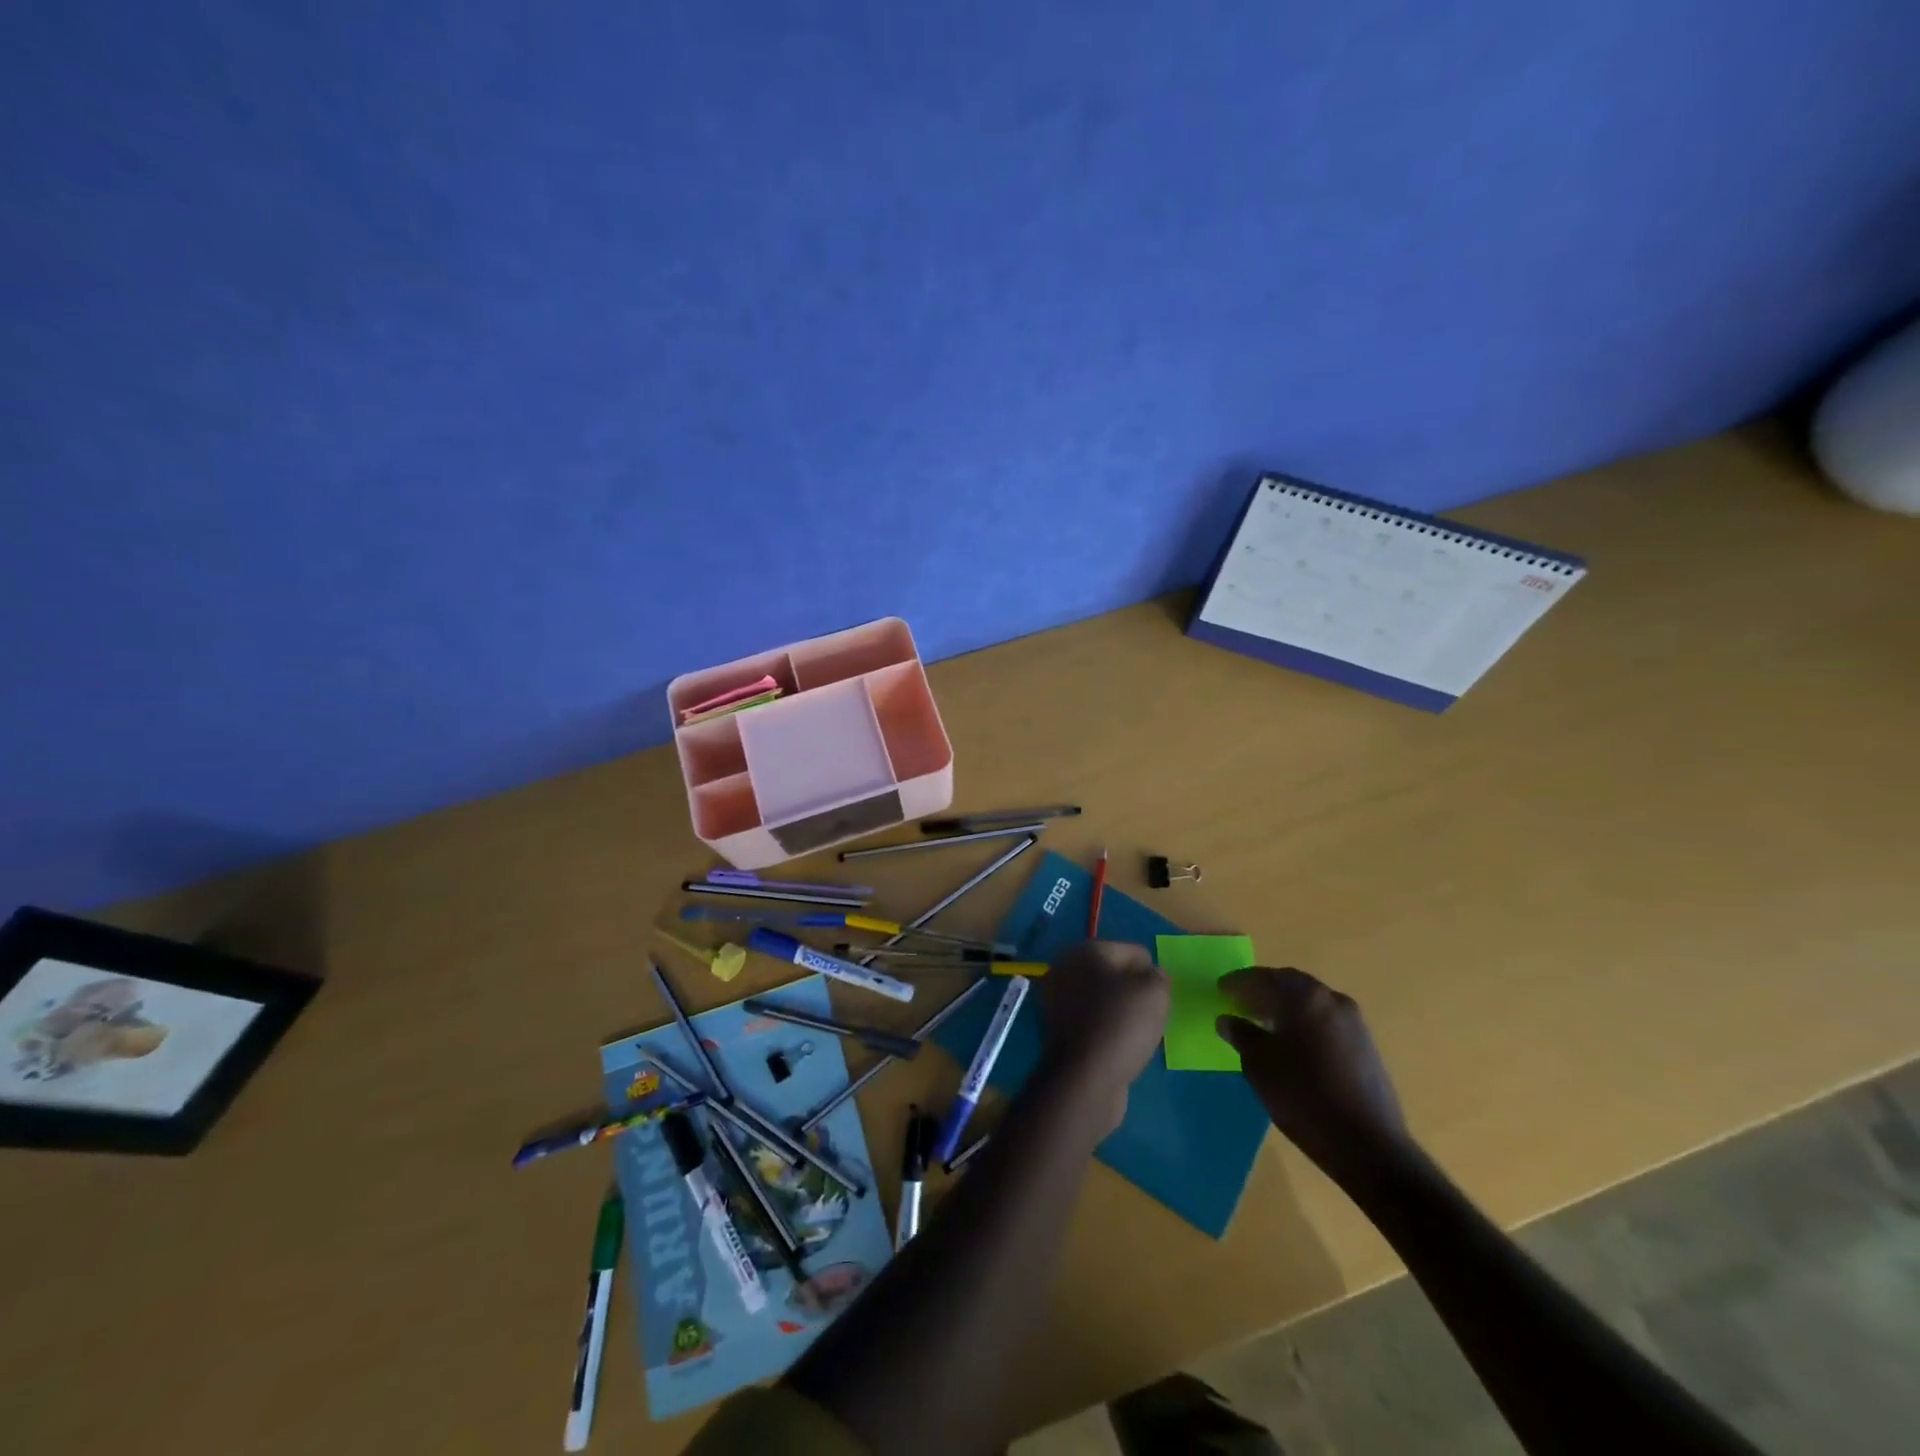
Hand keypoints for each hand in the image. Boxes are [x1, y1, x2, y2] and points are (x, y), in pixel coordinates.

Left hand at [1036, 941, 1169, 1134]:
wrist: (1085, 1078)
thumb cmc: (1121, 1024)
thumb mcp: (1155, 992)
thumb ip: (1158, 976)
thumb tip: (1151, 976)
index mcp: (1085, 950)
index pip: (1134, 952)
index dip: (1151, 975)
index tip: (1157, 1000)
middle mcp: (1066, 968)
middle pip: (1116, 974)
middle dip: (1135, 992)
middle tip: (1148, 1017)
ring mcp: (1058, 999)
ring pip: (1105, 999)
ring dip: (1123, 1013)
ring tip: (1136, 1034)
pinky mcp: (1059, 1029)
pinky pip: (1095, 1021)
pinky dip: (1108, 1030)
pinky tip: (1119, 1047)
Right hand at [1216, 967, 1411, 1187]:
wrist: (1368, 1146)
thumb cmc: (1303, 1097)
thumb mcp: (1259, 1065)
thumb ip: (1241, 1035)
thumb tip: (1227, 1020)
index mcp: (1303, 997)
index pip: (1263, 977)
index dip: (1238, 982)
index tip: (1221, 988)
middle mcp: (1331, 999)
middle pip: (1290, 985)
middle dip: (1263, 990)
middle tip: (1240, 1002)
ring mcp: (1353, 1022)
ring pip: (1310, 1002)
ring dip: (1285, 1006)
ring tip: (1262, 1023)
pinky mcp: (1365, 1044)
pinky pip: (1325, 1020)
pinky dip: (1304, 1021)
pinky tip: (1291, 1042)